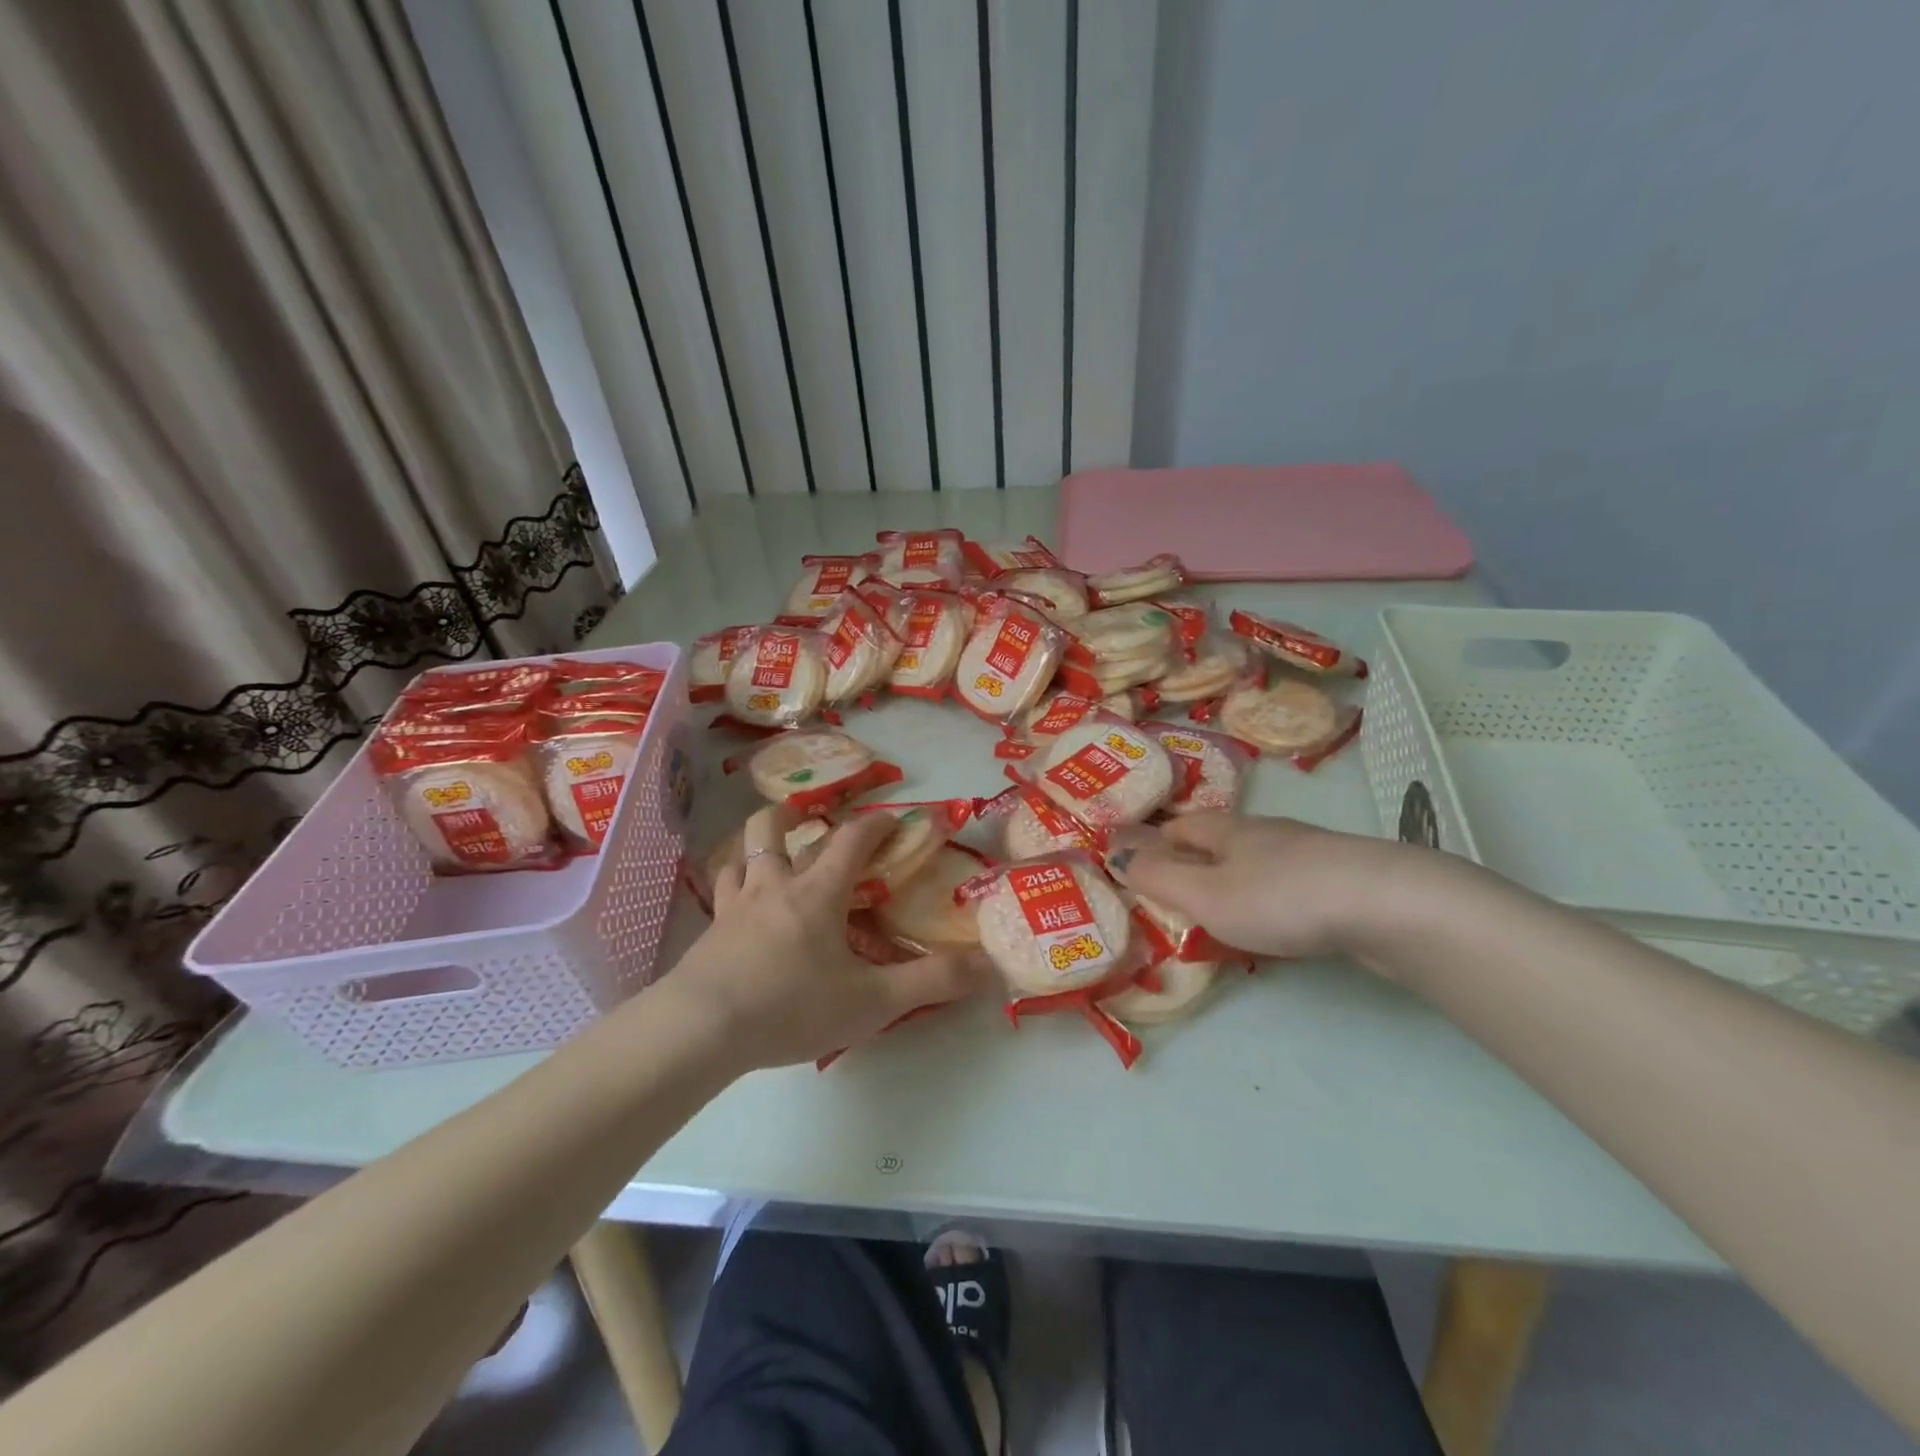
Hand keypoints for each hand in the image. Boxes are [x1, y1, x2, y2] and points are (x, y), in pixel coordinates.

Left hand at [670, 805, 995, 1069]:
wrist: (702, 1029)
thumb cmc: (792, 1006)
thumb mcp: (873, 1000)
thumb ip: (932, 982)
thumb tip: (990, 966)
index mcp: (818, 893)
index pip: (852, 840)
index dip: (876, 824)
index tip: (894, 818)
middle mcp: (774, 886)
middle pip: (776, 829)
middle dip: (798, 815)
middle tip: (812, 818)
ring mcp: (735, 906)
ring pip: (741, 854)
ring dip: (757, 844)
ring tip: (771, 853)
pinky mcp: (708, 932)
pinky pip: (719, 893)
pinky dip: (732, 885)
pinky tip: (736, 905)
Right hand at [1106, 812, 1422, 961]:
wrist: (1387, 905)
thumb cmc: (1280, 897)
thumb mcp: (1205, 894)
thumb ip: (1157, 877)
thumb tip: (1114, 853)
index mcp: (1226, 831)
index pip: (1178, 827)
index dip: (1154, 842)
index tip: (1136, 861)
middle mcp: (1264, 834)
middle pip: (1216, 841)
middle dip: (1192, 860)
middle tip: (1172, 891)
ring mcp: (1306, 856)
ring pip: (1254, 863)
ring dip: (1232, 881)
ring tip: (1219, 911)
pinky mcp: (1339, 882)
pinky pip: (1287, 886)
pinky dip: (1268, 899)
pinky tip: (1275, 922)